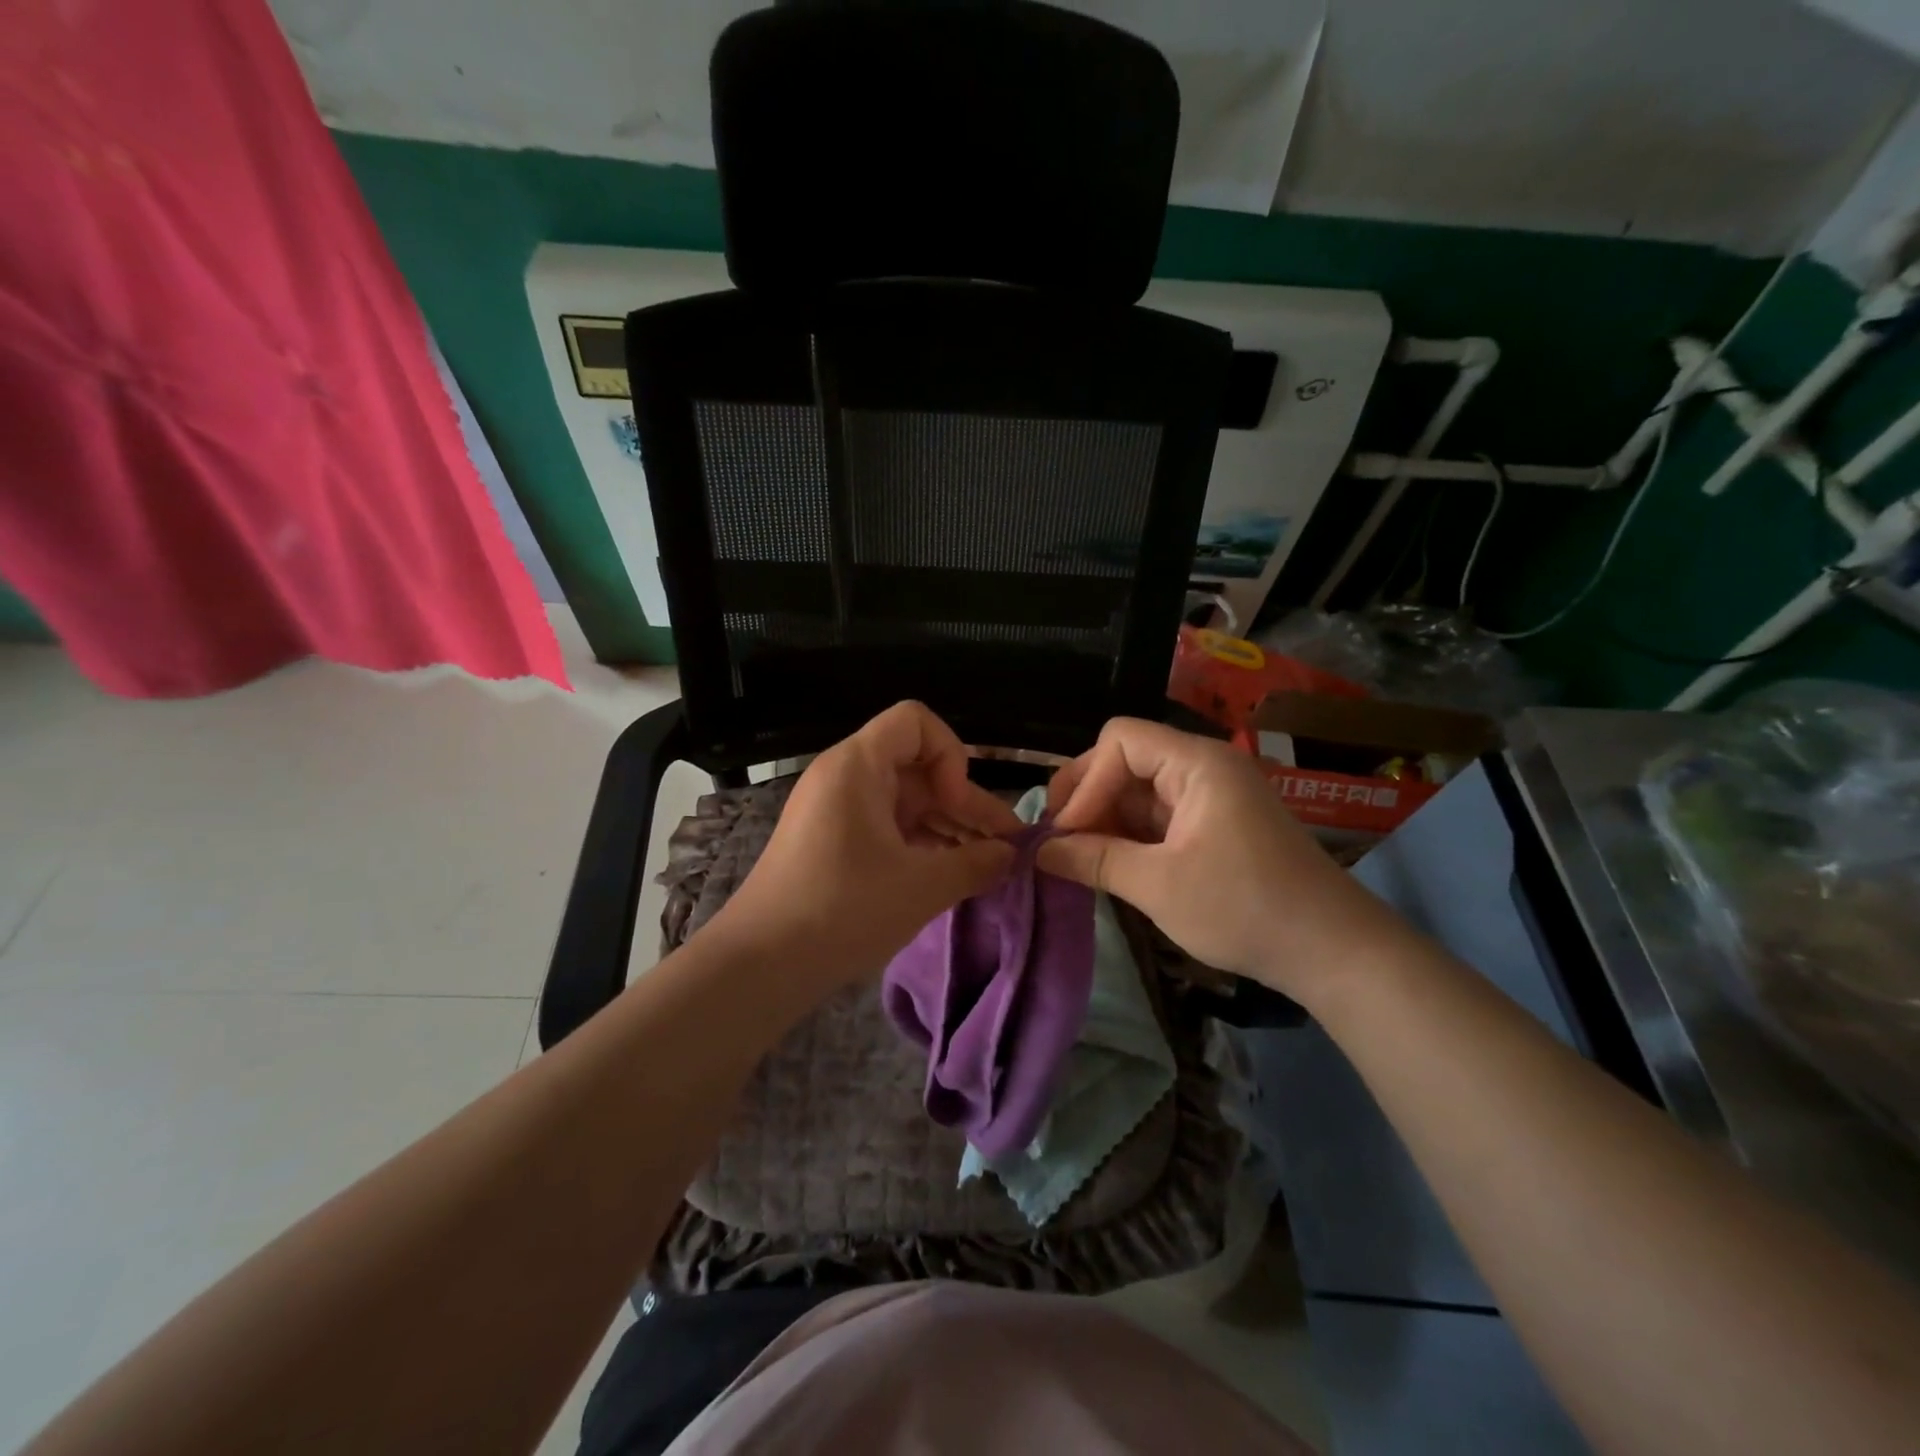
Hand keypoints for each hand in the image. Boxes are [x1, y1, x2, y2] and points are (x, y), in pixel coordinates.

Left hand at [709, 702, 1021, 986]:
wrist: (761, 964)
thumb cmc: (843, 910)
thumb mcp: (921, 887)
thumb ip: (976, 864)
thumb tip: (1011, 855)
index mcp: (858, 766)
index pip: (917, 722)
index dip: (950, 755)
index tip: (956, 806)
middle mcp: (845, 777)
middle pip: (919, 767)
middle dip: (965, 804)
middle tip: (1005, 849)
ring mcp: (837, 811)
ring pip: (907, 802)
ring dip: (949, 829)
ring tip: (987, 868)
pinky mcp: (834, 842)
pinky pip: (888, 827)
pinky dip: (922, 845)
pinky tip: (951, 876)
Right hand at [1038, 717, 1407, 1004]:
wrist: (1333, 951)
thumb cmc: (1245, 908)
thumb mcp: (1159, 886)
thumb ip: (1094, 861)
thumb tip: (1038, 851)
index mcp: (1197, 763)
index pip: (1120, 741)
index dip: (1086, 782)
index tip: (1066, 834)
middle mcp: (1203, 767)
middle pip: (1126, 759)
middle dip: (1087, 797)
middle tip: (1057, 841)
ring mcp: (1210, 797)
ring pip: (1138, 790)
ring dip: (1104, 820)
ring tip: (1077, 859)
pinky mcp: (1213, 825)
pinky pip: (1157, 816)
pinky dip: (1128, 836)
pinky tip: (1109, 864)